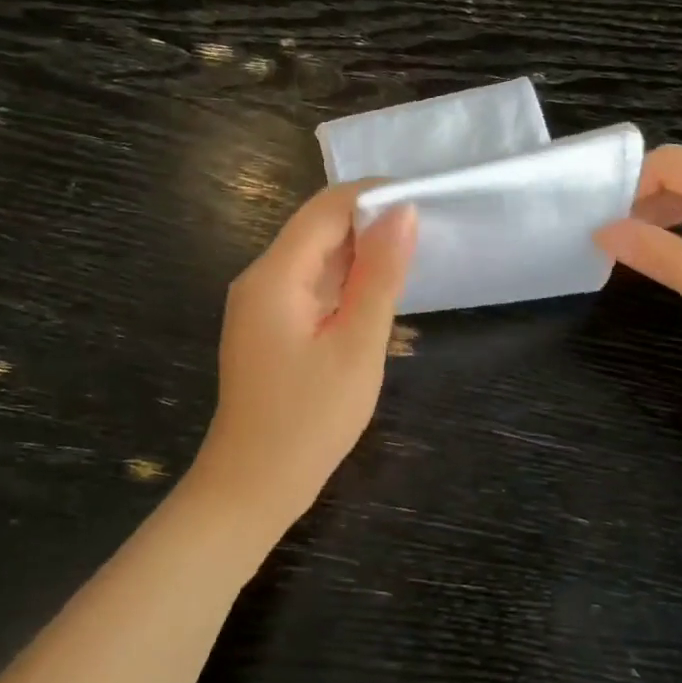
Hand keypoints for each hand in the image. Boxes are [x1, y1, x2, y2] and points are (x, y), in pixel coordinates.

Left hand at [197, 184, 417, 527]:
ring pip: (316, 258)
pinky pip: (310, 287)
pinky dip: (345, 285)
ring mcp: (261, 305)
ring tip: (413, 263)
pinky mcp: (269, 327)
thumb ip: (380, 276)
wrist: (252, 487)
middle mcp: (261, 279)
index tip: (426, 202)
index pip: (326, 208)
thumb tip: (403, 212)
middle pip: (318, 229)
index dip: (374, 195)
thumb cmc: (308, 421)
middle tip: (429, 236)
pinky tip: (377, 298)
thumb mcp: (356, 346)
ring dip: (361, 255)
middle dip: (371, 224)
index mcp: (274, 275)